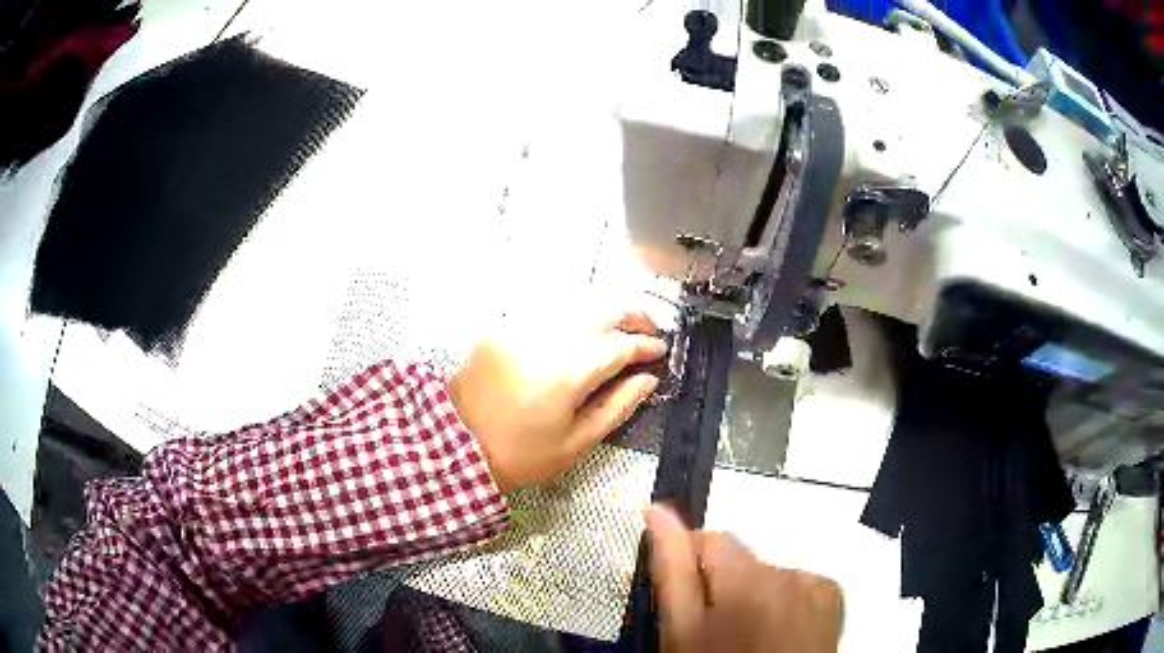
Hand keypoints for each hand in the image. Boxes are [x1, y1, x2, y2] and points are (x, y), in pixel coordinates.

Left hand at [450, 310, 667, 493]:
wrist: (458, 446)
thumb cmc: (521, 455)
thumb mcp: (577, 442)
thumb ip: (618, 406)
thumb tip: (647, 379)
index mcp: (567, 373)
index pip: (619, 345)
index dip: (646, 346)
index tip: (660, 352)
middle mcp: (545, 340)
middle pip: (601, 309)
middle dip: (633, 315)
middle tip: (648, 331)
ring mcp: (520, 329)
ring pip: (575, 304)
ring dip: (603, 313)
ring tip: (619, 331)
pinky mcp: (501, 329)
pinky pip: (546, 313)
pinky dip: (572, 318)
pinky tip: (580, 333)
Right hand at [646, 505, 843, 652]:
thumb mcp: (683, 631)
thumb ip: (672, 569)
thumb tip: (657, 513)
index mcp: (746, 579)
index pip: (710, 539)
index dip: (689, 562)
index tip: (683, 593)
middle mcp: (788, 573)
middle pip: (742, 559)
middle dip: (723, 584)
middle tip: (713, 627)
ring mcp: (815, 584)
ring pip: (769, 573)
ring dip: (754, 594)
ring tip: (748, 634)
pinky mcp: (831, 595)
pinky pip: (799, 583)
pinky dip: (786, 600)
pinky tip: (778, 632)